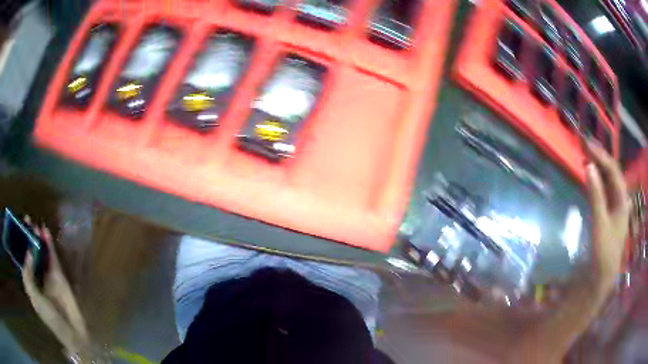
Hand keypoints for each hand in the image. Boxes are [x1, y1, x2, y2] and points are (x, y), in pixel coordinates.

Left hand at [21, 219, 90, 358]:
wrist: (70, 329)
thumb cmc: (50, 317)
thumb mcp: (35, 298)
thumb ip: (28, 276)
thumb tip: (28, 252)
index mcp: (31, 282)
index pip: (24, 259)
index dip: (21, 244)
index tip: (19, 228)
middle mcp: (37, 275)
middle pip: (32, 252)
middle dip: (29, 237)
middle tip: (27, 220)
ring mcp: (48, 274)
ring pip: (42, 252)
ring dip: (39, 238)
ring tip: (36, 225)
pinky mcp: (59, 274)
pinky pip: (52, 256)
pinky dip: (49, 244)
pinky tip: (45, 232)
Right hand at [585, 140, 630, 293]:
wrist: (603, 274)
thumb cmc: (604, 250)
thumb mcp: (599, 222)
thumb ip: (595, 194)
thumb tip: (588, 165)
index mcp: (622, 198)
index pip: (613, 169)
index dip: (601, 154)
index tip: (586, 144)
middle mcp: (621, 197)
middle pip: (612, 171)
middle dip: (600, 157)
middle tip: (584, 145)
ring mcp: (616, 205)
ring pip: (609, 179)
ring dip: (598, 167)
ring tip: (586, 156)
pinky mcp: (610, 211)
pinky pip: (605, 189)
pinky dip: (597, 180)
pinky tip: (591, 176)